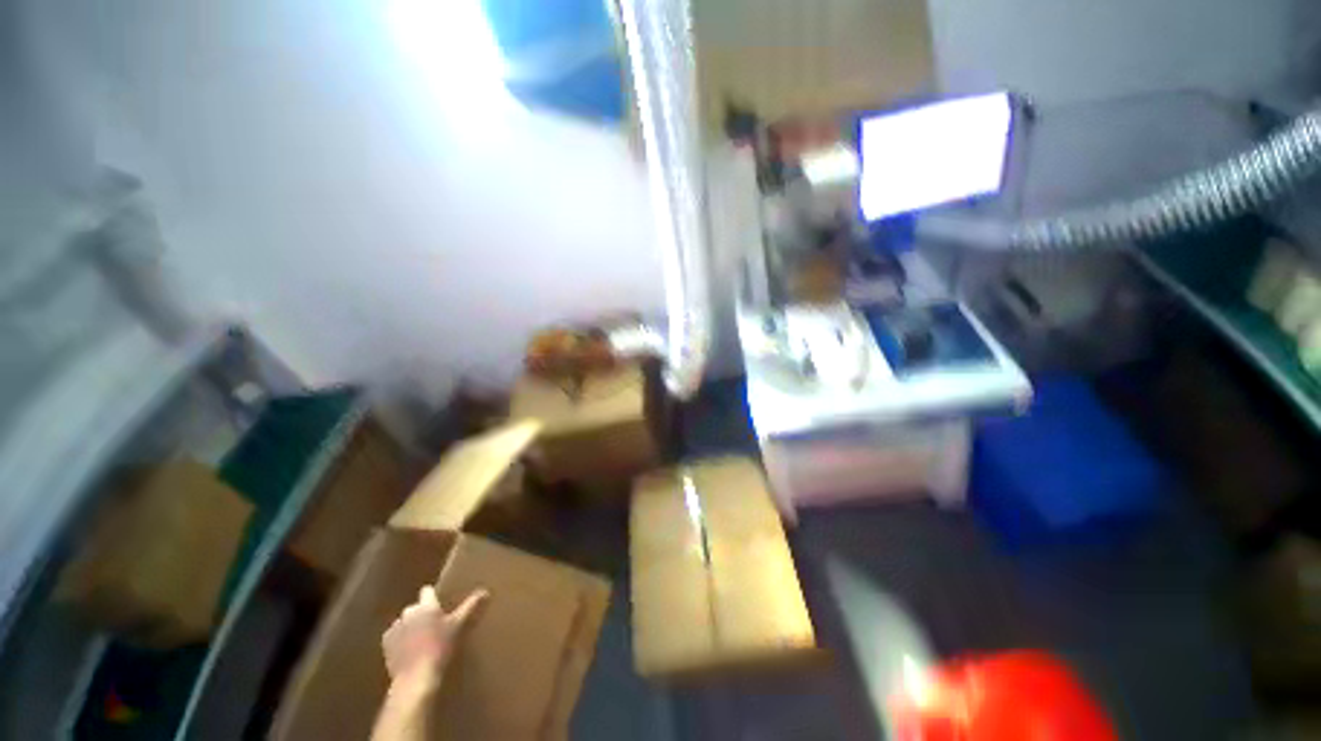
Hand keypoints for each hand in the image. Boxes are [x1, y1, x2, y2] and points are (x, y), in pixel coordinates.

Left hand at [382, 586, 487, 685]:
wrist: (416, 677)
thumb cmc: (440, 647)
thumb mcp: (459, 626)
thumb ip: (470, 607)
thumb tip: (486, 591)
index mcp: (426, 605)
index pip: (427, 591)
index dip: (433, 596)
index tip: (440, 603)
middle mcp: (408, 613)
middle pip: (415, 607)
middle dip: (422, 613)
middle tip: (434, 625)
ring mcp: (395, 628)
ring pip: (404, 622)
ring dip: (411, 627)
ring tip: (421, 640)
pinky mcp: (386, 645)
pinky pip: (394, 636)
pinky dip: (400, 640)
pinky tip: (409, 651)